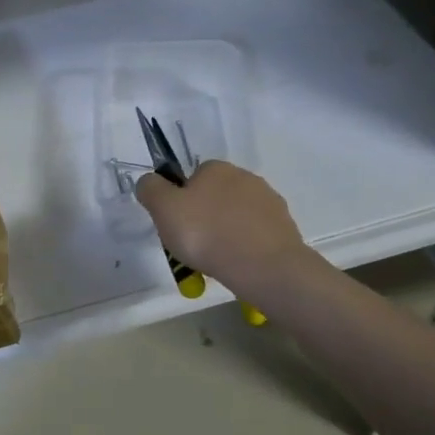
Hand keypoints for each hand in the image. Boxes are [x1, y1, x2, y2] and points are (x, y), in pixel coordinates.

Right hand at [135, 161, 315, 301]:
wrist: (264, 266)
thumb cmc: (206, 233)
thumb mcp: (163, 208)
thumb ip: (150, 189)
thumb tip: (149, 182)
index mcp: (216, 168)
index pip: (192, 177)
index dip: (181, 200)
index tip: (177, 225)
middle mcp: (245, 177)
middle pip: (215, 196)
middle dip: (204, 217)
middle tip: (193, 245)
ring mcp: (269, 202)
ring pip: (236, 216)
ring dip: (226, 232)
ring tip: (216, 260)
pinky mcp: (284, 227)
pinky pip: (255, 234)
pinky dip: (245, 245)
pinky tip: (238, 263)